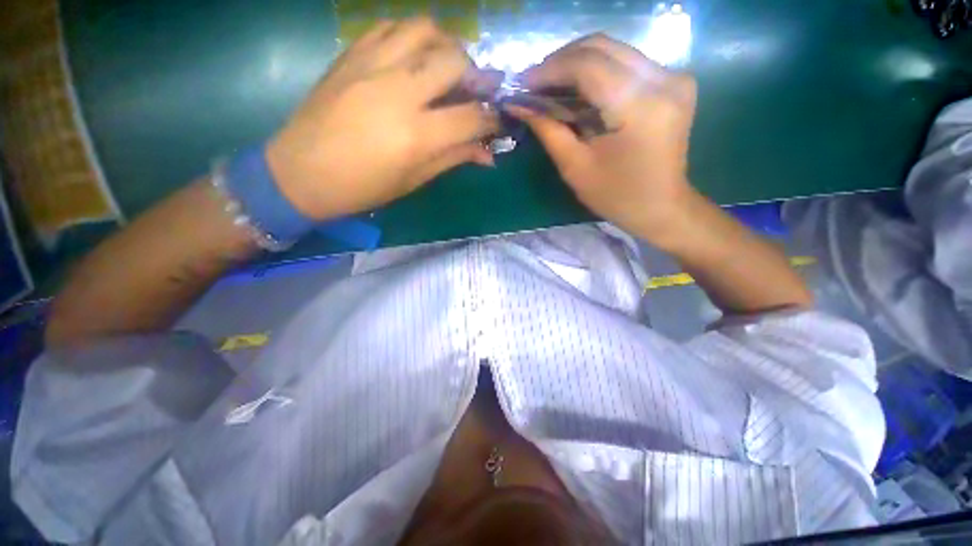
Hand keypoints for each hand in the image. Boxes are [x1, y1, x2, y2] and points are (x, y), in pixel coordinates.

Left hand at [267, 17, 499, 220]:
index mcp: (417, 135)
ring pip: (425, 30)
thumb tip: (487, 154)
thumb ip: (453, 159)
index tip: (496, 121)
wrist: (301, 172)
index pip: (472, 116)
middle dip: (475, 75)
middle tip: (475, 91)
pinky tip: (413, 56)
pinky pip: (390, 26)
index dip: (492, 118)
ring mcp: (372, 65)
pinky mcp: (351, 54)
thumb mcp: (414, 180)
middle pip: (454, 61)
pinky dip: (411, 37)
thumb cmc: (363, 187)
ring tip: (446, 67)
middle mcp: (399, 92)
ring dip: (446, 45)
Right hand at [507, 34, 697, 248]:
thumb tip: (520, 104)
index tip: (522, 83)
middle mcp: (664, 80)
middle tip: (534, 83)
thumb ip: (548, 129)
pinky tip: (578, 90)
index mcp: (640, 107)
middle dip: (560, 61)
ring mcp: (674, 77)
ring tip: (550, 86)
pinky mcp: (674, 81)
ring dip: (576, 64)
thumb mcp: (575, 167)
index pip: (588, 66)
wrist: (660, 207)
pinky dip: (597, 72)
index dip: (550, 69)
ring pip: (614, 50)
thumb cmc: (616, 196)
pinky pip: (627, 63)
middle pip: (602, 47)